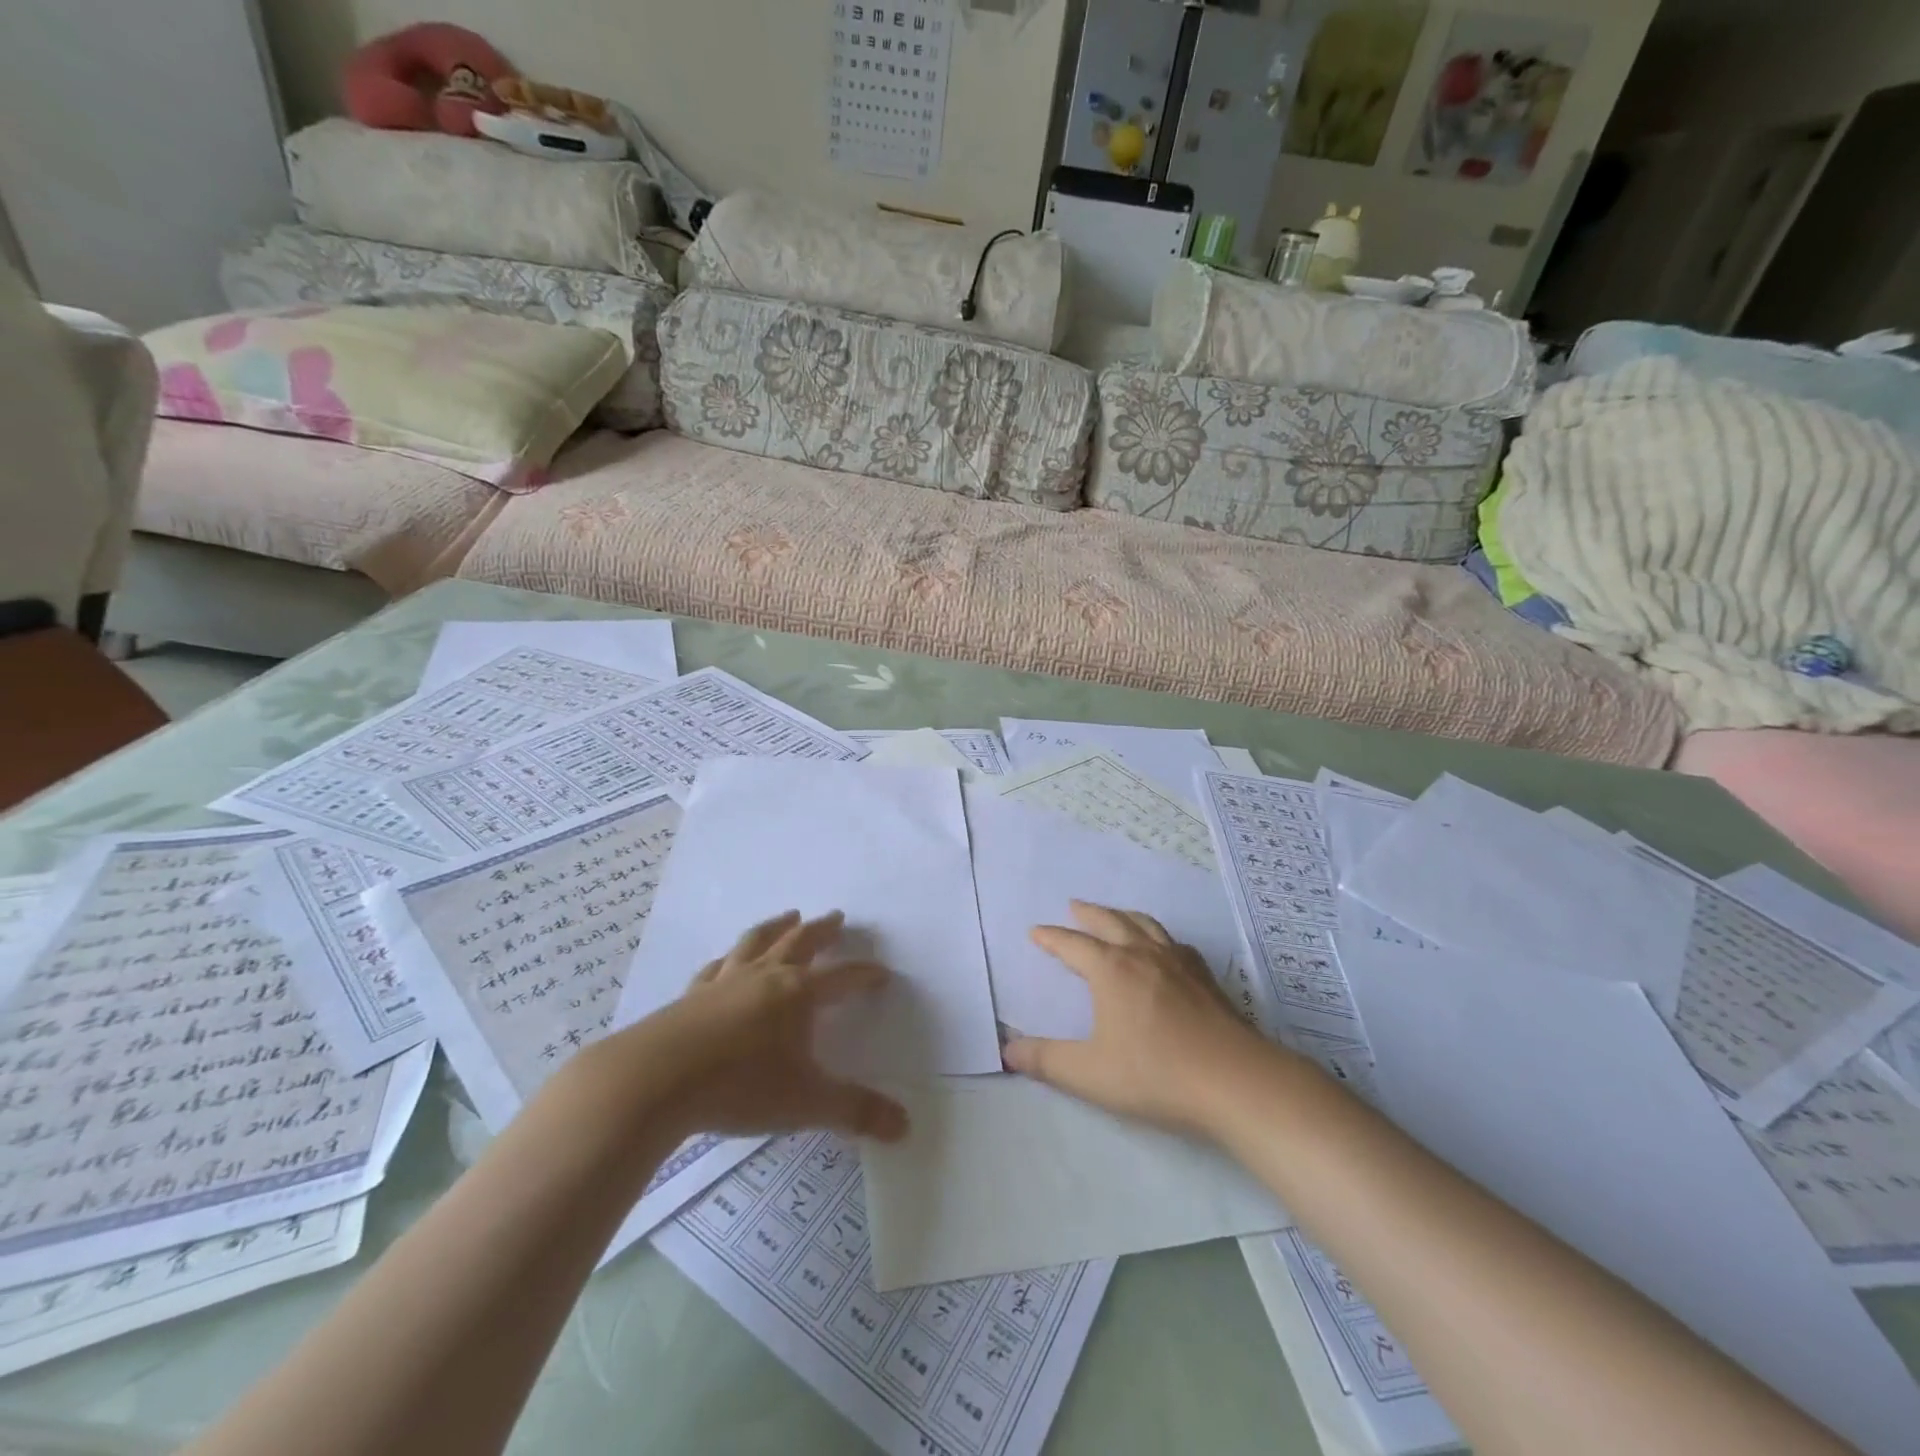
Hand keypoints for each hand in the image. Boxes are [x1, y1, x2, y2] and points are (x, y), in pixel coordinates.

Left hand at [608, 910, 908, 1142]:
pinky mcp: (691, 997)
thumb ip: (855, 1112)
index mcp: (798, 994)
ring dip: (777, 927)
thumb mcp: (806, 1103)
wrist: (654, 1081)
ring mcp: (724, 982)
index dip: (865, 976)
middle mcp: (765, 977)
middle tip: (837, 916)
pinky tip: (726, 961)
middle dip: (823, 931)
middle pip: (800, 943)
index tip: (882, 974)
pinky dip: (729, 959)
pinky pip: (716, 968)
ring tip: (789, 916)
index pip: (842, 977)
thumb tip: (906, 1127)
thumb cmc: (740, 1086)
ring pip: (757, 943)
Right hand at [1003, 901, 1277, 1136]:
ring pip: (1145, 925)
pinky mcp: (1206, 978)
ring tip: (1115, 916)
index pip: (1072, 944)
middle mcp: (1142, 955)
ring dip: (1123, 916)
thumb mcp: (1089, 1074)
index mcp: (1111, 970)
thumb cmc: (1155, 1074)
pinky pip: (1175, 943)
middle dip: (1088, 913)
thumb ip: (1046, 1061)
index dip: (1051, 938)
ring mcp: (1178, 963)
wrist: (1235, 1081)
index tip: (1036, 932)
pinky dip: (1159, 936)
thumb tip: (1007, 1050)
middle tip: (1074, 906)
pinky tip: (1165, 949)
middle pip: (1110, 922)